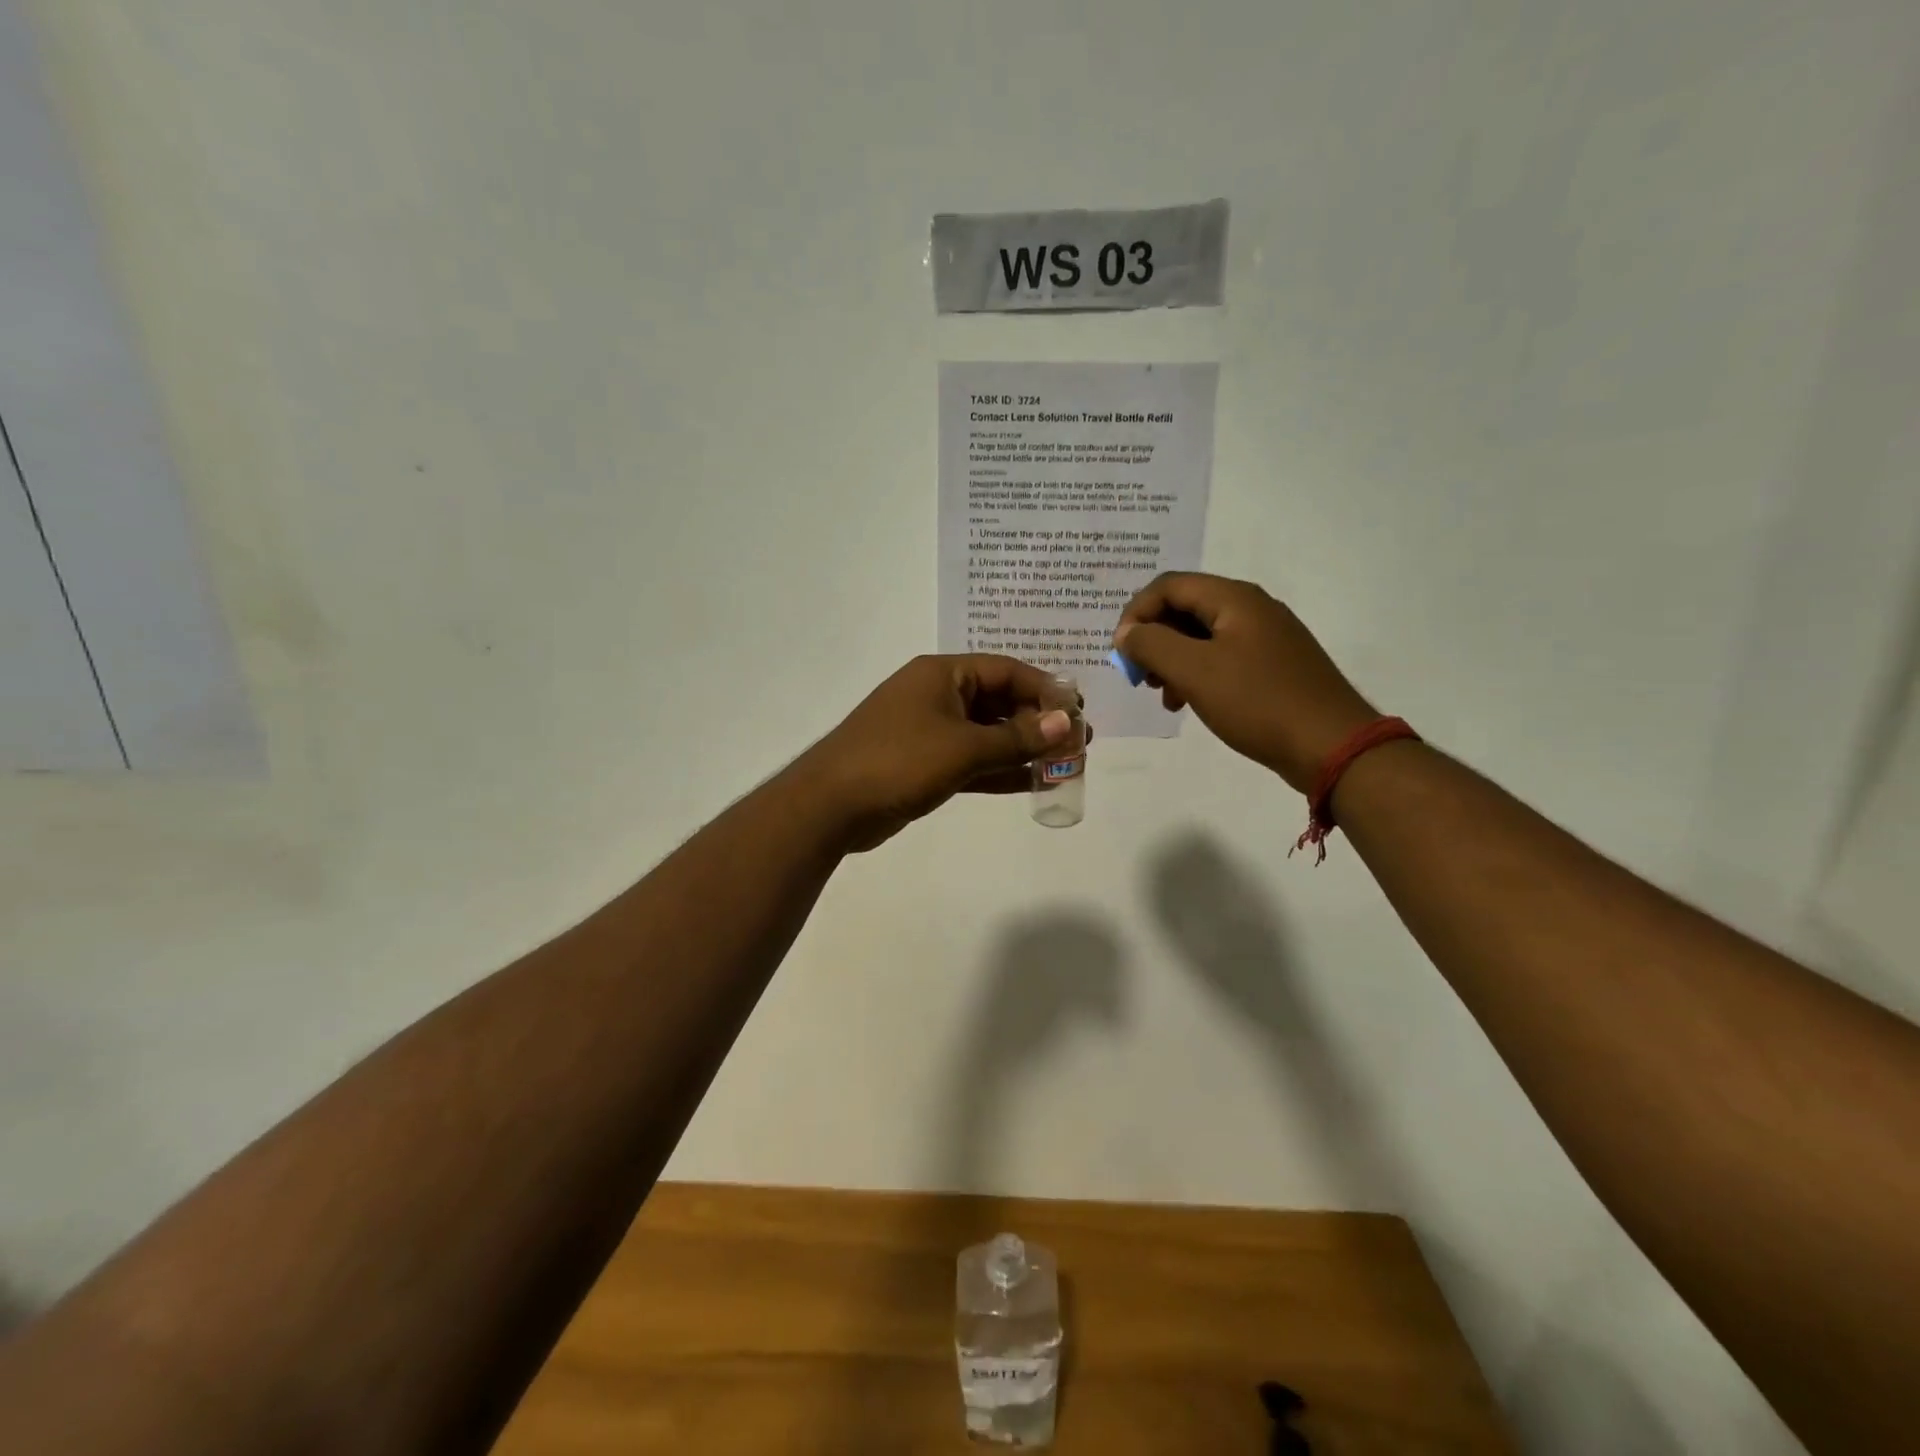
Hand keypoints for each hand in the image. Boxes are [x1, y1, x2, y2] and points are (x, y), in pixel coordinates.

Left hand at [795, 655, 1076, 851]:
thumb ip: (1018, 738)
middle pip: (998, 701)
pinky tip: (1030, 784)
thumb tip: (1068, 723)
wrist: (830, 805)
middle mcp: (936, 696)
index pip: (1005, 671)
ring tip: (1063, 765)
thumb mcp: (963, 748)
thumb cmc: (898, 761)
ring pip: (986, 735)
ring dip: (1022, 749)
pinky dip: (998, 770)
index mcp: (942, 675)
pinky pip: (971, 760)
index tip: (1077, 712)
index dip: (1044, 689)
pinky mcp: (923, 764)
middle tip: (1077, 744)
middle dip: (1037, 722)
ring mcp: (928, 731)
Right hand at [1115, 573, 1375, 792]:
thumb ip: (1151, 645)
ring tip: (1165, 696)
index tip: (1121, 653)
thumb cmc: (1257, 702)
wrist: (1331, 745)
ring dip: (1173, 660)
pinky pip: (1223, 657)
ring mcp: (1266, 637)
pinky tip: (1191, 703)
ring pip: (1202, 636)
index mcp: (1233, 598)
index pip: (1168, 586)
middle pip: (1185, 608)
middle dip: (1154, 639)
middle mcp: (1251, 608)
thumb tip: (1126, 633)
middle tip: (1140, 677)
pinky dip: (1198, 674)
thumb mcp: (1194, 671)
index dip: (1136, 613)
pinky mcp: (1273, 665)